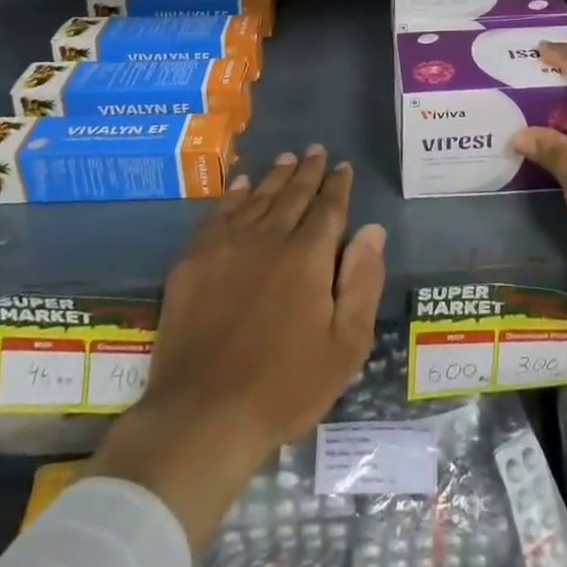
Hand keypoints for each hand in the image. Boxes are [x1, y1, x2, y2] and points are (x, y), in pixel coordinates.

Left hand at [87, 147, 386, 546]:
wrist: (203, 415)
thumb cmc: (285, 387)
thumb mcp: (345, 346)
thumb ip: (362, 282)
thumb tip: (372, 230)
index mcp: (308, 256)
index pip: (328, 208)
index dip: (338, 185)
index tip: (343, 166)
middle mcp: (269, 237)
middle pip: (293, 194)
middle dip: (308, 170)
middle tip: (316, 150)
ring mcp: (227, 246)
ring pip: (257, 197)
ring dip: (275, 176)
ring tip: (286, 158)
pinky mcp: (193, 261)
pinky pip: (218, 214)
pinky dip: (233, 195)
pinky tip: (240, 185)